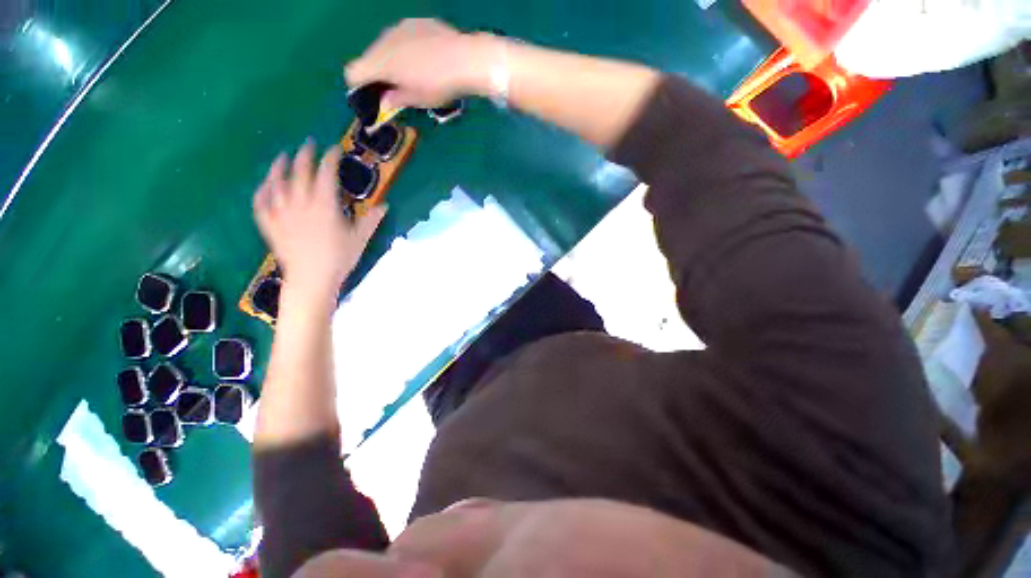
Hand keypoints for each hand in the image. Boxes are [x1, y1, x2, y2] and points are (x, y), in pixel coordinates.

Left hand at [253, 142, 386, 297]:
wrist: (312, 279)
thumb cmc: (339, 259)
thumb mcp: (360, 239)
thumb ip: (371, 220)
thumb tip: (384, 205)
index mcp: (325, 206)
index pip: (325, 174)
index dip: (329, 159)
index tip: (333, 148)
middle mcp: (301, 204)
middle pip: (299, 173)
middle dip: (304, 156)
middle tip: (308, 144)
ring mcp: (282, 213)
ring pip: (276, 183)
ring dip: (279, 167)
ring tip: (282, 157)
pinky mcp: (270, 225)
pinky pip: (261, 203)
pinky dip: (262, 191)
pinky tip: (264, 185)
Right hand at [345, 19, 497, 109]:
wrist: (465, 59)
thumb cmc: (439, 85)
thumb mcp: (418, 100)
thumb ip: (396, 99)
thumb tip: (384, 102)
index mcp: (380, 63)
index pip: (353, 72)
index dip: (359, 85)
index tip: (374, 94)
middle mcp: (383, 40)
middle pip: (369, 57)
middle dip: (378, 72)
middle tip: (396, 87)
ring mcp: (399, 27)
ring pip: (385, 44)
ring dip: (392, 58)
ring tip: (414, 72)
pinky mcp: (416, 21)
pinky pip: (403, 36)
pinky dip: (407, 47)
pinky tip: (426, 56)